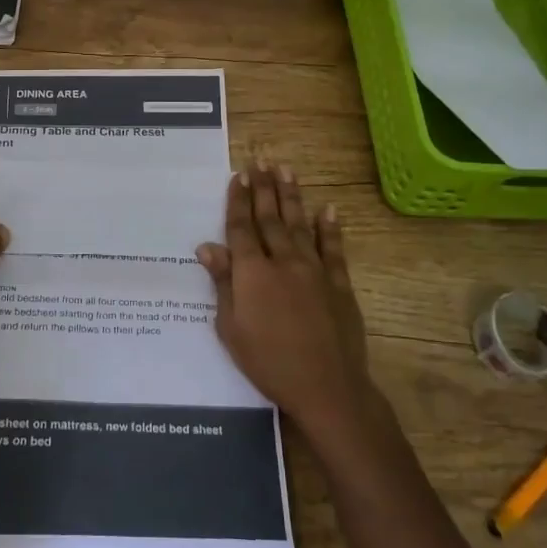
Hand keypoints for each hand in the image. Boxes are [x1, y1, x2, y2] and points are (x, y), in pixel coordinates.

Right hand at [196, 160, 371, 443]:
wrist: (326, 386)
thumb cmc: (268, 362)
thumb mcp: (231, 328)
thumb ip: (222, 284)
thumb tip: (207, 246)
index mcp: (252, 272)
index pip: (242, 228)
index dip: (239, 200)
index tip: (239, 175)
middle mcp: (283, 261)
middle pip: (271, 218)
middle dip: (264, 188)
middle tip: (262, 161)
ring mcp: (315, 270)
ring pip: (301, 224)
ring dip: (292, 197)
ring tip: (287, 170)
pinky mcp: (339, 284)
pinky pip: (334, 249)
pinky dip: (330, 228)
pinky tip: (328, 208)